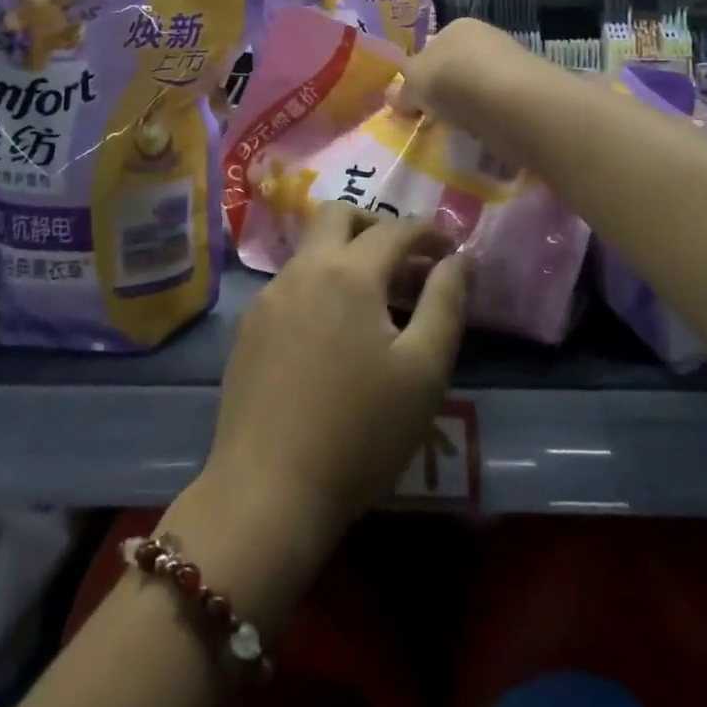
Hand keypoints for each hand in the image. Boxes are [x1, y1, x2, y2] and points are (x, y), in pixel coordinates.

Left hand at [202, 202, 469, 547]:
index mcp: (349, 272)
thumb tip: (457, 260)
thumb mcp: (423, 372)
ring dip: (346, 258)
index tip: (450, 250)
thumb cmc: (359, 432)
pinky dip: (320, 287)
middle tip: (403, 261)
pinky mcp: (248, 327)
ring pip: (312, 251)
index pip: (395, 229)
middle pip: (338, 215)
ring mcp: (269, 296)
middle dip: (375, 225)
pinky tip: (332, 334)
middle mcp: (304, 269)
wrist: (267, 490)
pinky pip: (291, 285)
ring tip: (374, 304)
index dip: (429, 232)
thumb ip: (445, 304)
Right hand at [391, 18, 534, 144]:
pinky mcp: (530, 95)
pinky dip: (491, 125)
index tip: (414, 102)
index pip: (433, 48)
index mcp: (458, 27)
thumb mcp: (414, 84)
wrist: (508, 100)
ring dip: (470, 112)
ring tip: (458, 134)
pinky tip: (484, 138)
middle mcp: (487, 39)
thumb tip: (391, 97)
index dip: (421, 75)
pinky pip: (500, 112)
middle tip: (434, 121)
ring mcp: (512, 66)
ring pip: (480, 92)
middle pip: (458, 70)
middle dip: (446, 95)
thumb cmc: (452, 79)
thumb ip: (402, 91)